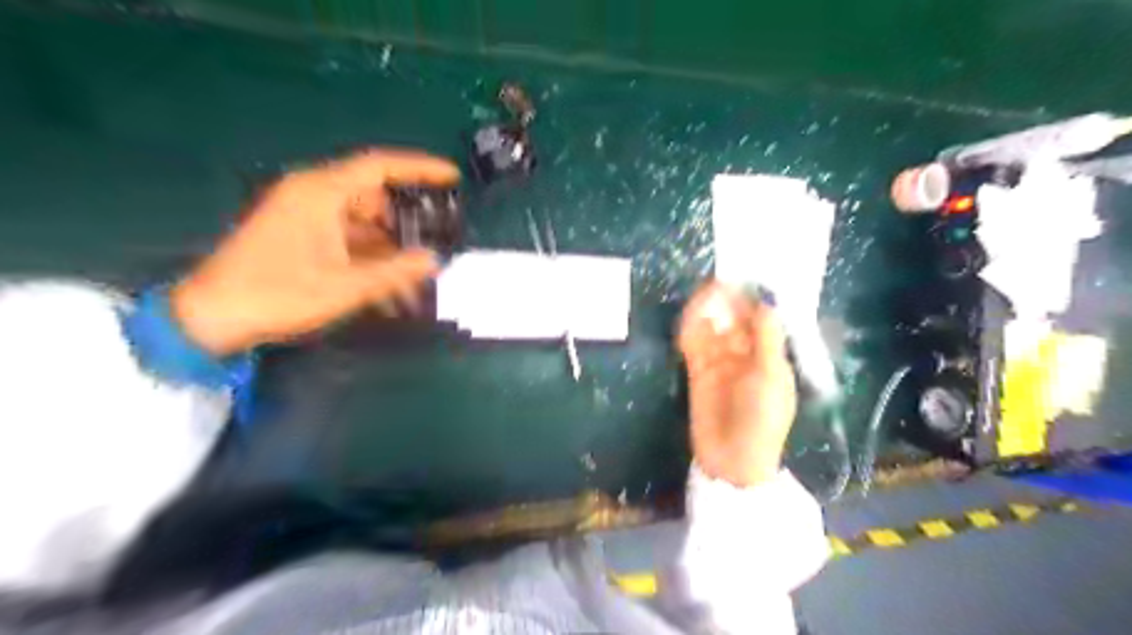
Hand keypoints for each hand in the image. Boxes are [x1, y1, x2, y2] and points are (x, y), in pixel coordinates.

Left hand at [171, 150, 453, 356]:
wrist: (211, 317)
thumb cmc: (278, 294)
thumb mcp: (346, 286)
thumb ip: (395, 271)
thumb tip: (434, 260)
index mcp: (321, 192)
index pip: (379, 166)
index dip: (420, 168)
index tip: (452, 177)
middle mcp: (312, 194)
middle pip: (374, 196)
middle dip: (406, 223)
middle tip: (435, 245)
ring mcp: (304, 215)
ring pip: (362, 221)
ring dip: (389, 247)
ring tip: (414, 279)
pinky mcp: (298, 235)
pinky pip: (346, 237)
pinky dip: (369, 256)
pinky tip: (388, 286)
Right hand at [676, 281, 798, 486]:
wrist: (733, 461)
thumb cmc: (762, 419)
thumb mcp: (771, 378)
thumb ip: (766, 339)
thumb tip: (766, 302)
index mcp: (770, 357)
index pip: (761, 322)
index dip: (752, 301)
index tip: (743, 280)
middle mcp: (745, 356)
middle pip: (735, 322)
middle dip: (728, 303)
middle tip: (718, 284)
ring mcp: (720, 364)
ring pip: (713, 330)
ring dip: (708, 313)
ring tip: (703, 295)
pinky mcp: (697, 372)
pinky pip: (693, 346)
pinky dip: (690, 330)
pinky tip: (689, 317)